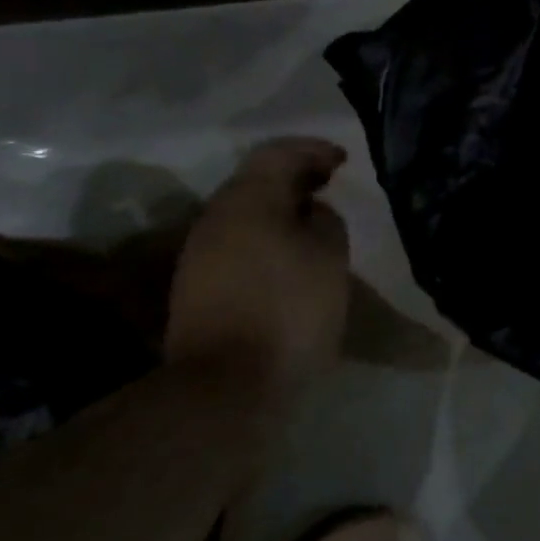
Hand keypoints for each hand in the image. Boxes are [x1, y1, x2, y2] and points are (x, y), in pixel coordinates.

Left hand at [167, 138, 351, 390]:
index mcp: (248, 200)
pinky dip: (266, 236)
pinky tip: (290, 256)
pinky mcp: (196, 288)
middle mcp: (216, 217)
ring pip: (245, 213)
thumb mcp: (330, 256)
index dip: (314, 150)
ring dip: (280, 209)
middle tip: (330, 185)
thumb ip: (326, 221)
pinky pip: (237, 242)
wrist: (224, 390)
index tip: (343, 161)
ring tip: (315, 222)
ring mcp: (199, 254)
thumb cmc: (288, 309)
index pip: (279, 152)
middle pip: (256, 180)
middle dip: (296, 178)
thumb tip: (312, 211)